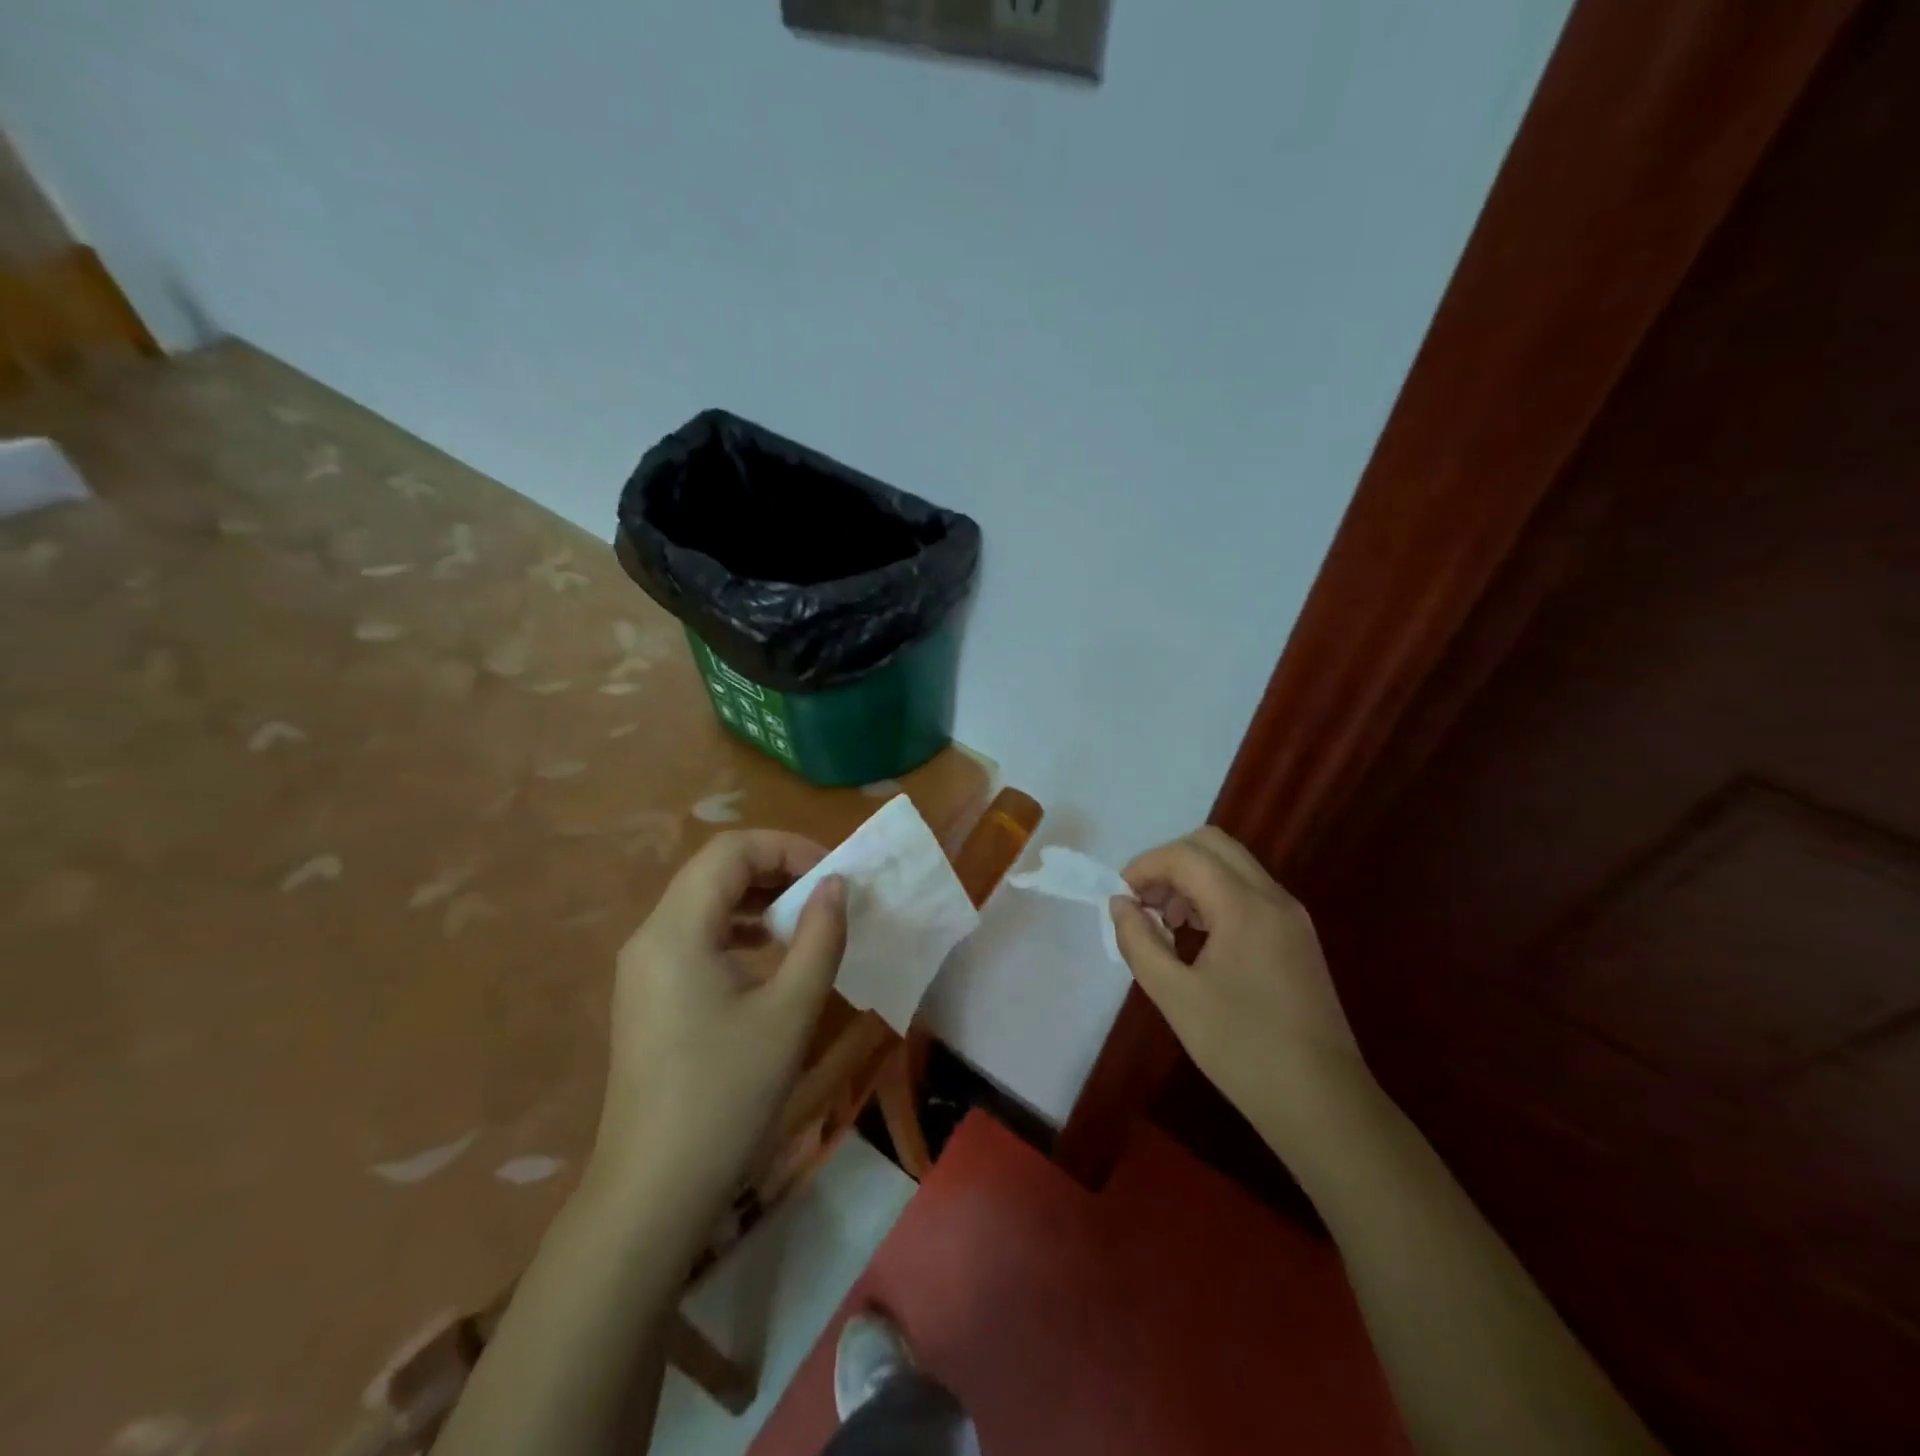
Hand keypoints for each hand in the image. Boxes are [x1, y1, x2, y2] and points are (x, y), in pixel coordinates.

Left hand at [590, 830, 846, 1205]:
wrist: (654, 1193)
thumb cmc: (727, 1096)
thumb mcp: (789, 1012)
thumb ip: (819, 937)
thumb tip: (837, 885)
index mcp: (676, 930)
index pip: (731, 851)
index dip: (788, 848)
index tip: (834, 876)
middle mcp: (651, 937)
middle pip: (715, 871)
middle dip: (777, 870)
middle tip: (828, 895)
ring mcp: (644, 968)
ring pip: (705, 904)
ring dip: (759, 900)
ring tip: (807, 923)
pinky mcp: (649, 996)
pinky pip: (697, 938)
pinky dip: (740, 932)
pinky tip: (773, 961)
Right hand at [1109, 827, 1365, 1129]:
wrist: (1322, 1103)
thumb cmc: (1242, 1048)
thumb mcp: (1174, 996)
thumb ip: (1139, 941)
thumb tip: (1120, 904)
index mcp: (1245, 906)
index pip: (1186, 855)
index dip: (1145, 866)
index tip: (1121, 898)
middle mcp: (1273, 897)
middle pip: (1213, 845)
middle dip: (1170, 863)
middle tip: (1145, 903)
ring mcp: (1291, 916)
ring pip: (1233, 866)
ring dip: (1193, 879)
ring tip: (1167, 925)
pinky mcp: (1298, 937)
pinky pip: (1249, 893)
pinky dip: (1216, 897)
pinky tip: (1199, 940)